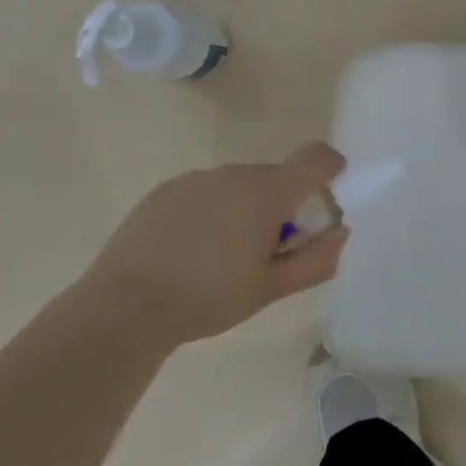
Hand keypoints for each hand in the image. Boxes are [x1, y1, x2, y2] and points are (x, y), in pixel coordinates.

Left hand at [80, 143, 349, 341]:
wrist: (124, 306)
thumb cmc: (208, 298)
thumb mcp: (271, 289)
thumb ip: (315, 260)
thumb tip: (340, 234)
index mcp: (267, 193)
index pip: (315, 159)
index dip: (331, 168)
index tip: (332, 190)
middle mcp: (234, 174)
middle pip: (276, 178)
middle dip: (283, 206)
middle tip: (270, 250)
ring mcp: (196, 179)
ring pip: (239, 186)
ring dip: (246, 209)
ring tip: (225, 256)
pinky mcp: (165, 191)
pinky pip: (206, 193)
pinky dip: (213, 212)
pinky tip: (192, 251)